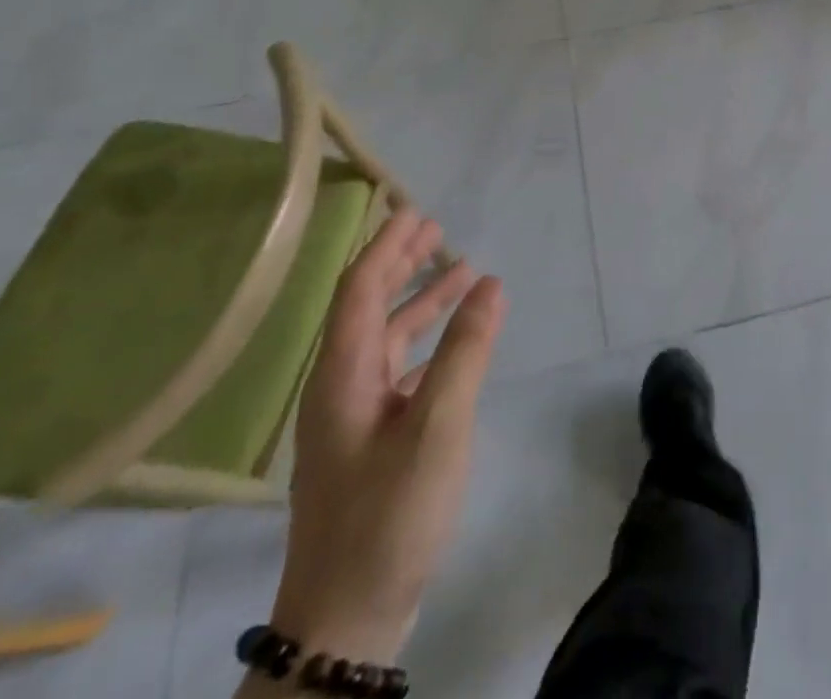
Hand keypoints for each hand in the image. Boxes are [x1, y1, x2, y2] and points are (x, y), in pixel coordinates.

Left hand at [271, 208, 504, 664]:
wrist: (346, 621)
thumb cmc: (389, 514)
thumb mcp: (438, 426)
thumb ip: (466, 350)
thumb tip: (490, 284)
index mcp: (342, 375)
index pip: (360, 289)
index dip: (386, 246)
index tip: (415, 210)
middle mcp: (340, 387)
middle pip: (367, 307)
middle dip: (400, 264)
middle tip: (435, 228)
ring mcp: (352, 418)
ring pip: (384, 339)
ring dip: (419, 302)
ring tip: (460, 271)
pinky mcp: (369, 442)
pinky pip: (397, 370)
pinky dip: (426, 343)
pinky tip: (453, 341)